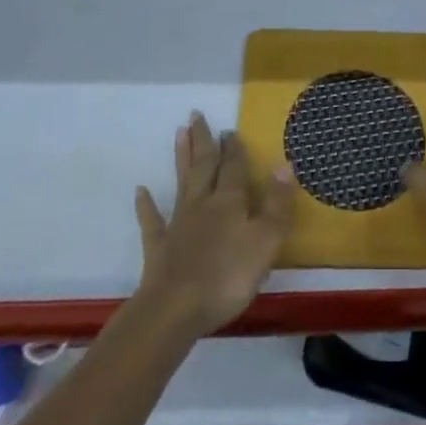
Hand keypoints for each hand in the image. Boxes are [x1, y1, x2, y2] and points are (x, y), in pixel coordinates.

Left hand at [134, 112, 292, 335]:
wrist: (175, 310)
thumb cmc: (228, 276)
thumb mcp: (265, 240)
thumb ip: (277, 203)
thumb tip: (284, 163)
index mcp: (230, 201)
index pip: (234, 168)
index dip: (234, 149)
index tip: (230, 129)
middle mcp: (203, 204)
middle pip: (205, 166)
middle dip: (204, 141)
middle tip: (197, 114)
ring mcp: (178, 225)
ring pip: (182, 183)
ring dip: (181, 158)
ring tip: (179, 132)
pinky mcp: (158, 248)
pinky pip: (152, 222)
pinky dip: (146, 205)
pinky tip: (140, 191)